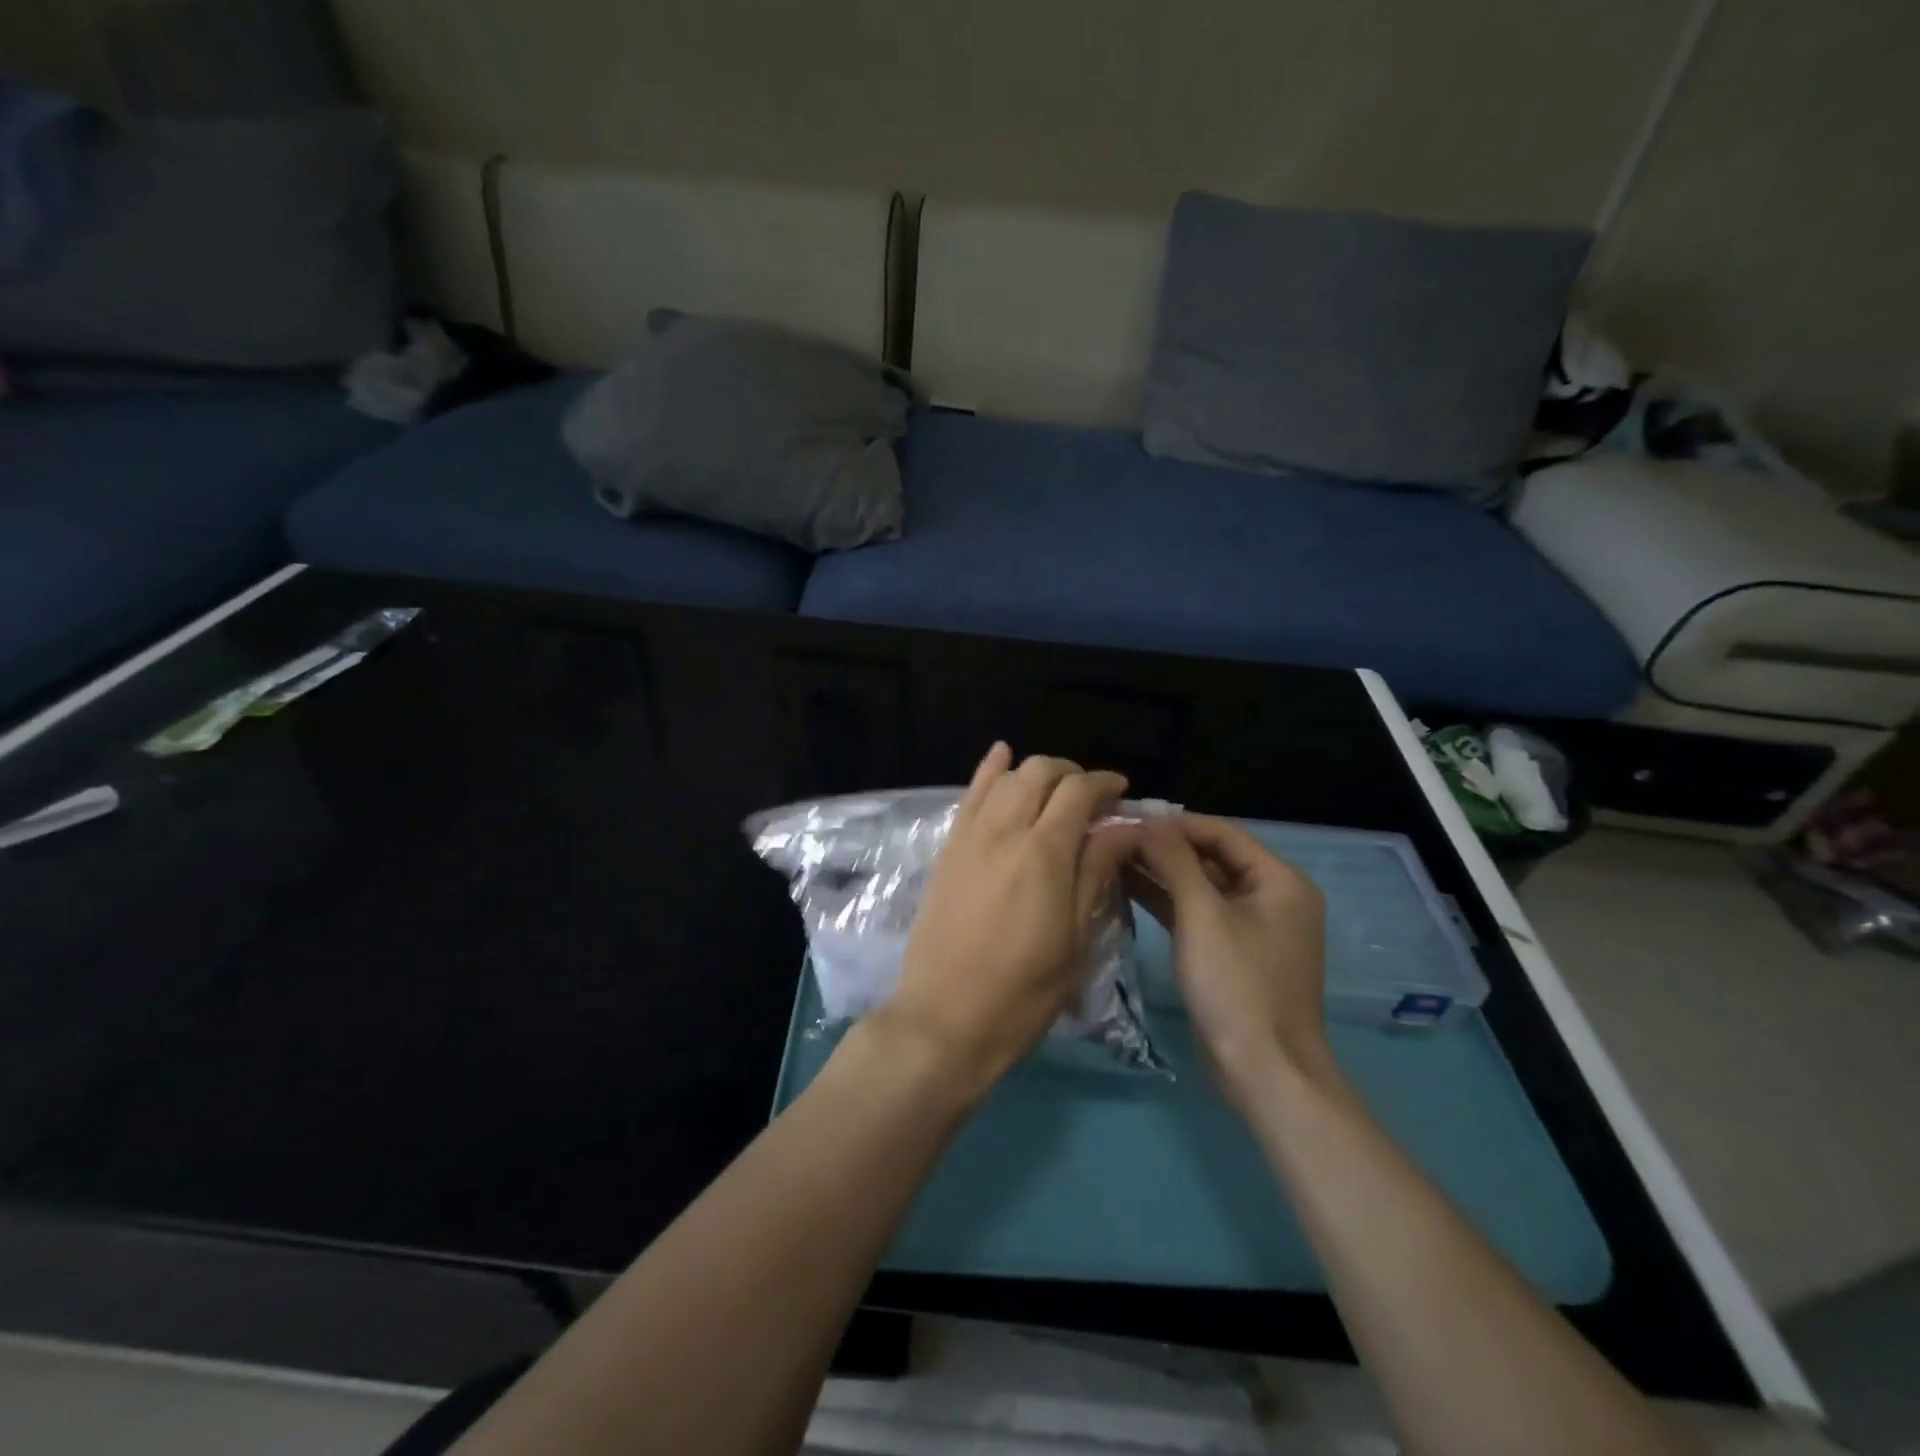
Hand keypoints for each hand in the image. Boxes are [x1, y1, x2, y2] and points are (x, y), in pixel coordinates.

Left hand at [877, 744, 1135, 1098]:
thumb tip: (1124, 827)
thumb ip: (1095, 872)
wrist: (945, 1019)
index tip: (1122, 792)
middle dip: (1072, 773)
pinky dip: (989, 770)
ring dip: (1036, 772)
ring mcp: (969, 837)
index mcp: (1043, 853)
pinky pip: (968, 795)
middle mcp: (1004, 831)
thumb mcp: (1074, 938)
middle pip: (1040, 773)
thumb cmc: (1023, 992)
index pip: (1078, 792)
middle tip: (1092, 797)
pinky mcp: (948, 849)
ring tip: (1055, 788)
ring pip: (1005, 777)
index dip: (1105, 784)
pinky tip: (1002, 753)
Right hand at [1127, 814, 1332, 1104]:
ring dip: (1160, 873)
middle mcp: (1270, 896)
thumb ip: (1174, 861)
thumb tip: (1146, 820)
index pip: (1220, 833)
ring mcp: (1251, 927)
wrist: (1264, 1071)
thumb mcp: (1202, 915)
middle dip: (1163, 847)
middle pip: (1210, 857)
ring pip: (1200, 886)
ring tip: (1111, 856)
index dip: (1173, 823)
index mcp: (1279, 880)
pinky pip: (1197, 914)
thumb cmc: (1237, 984)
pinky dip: (1166, 902)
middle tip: (1113, 835)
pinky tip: (1126, 888)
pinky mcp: (1231, 953)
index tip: (1126, 816)